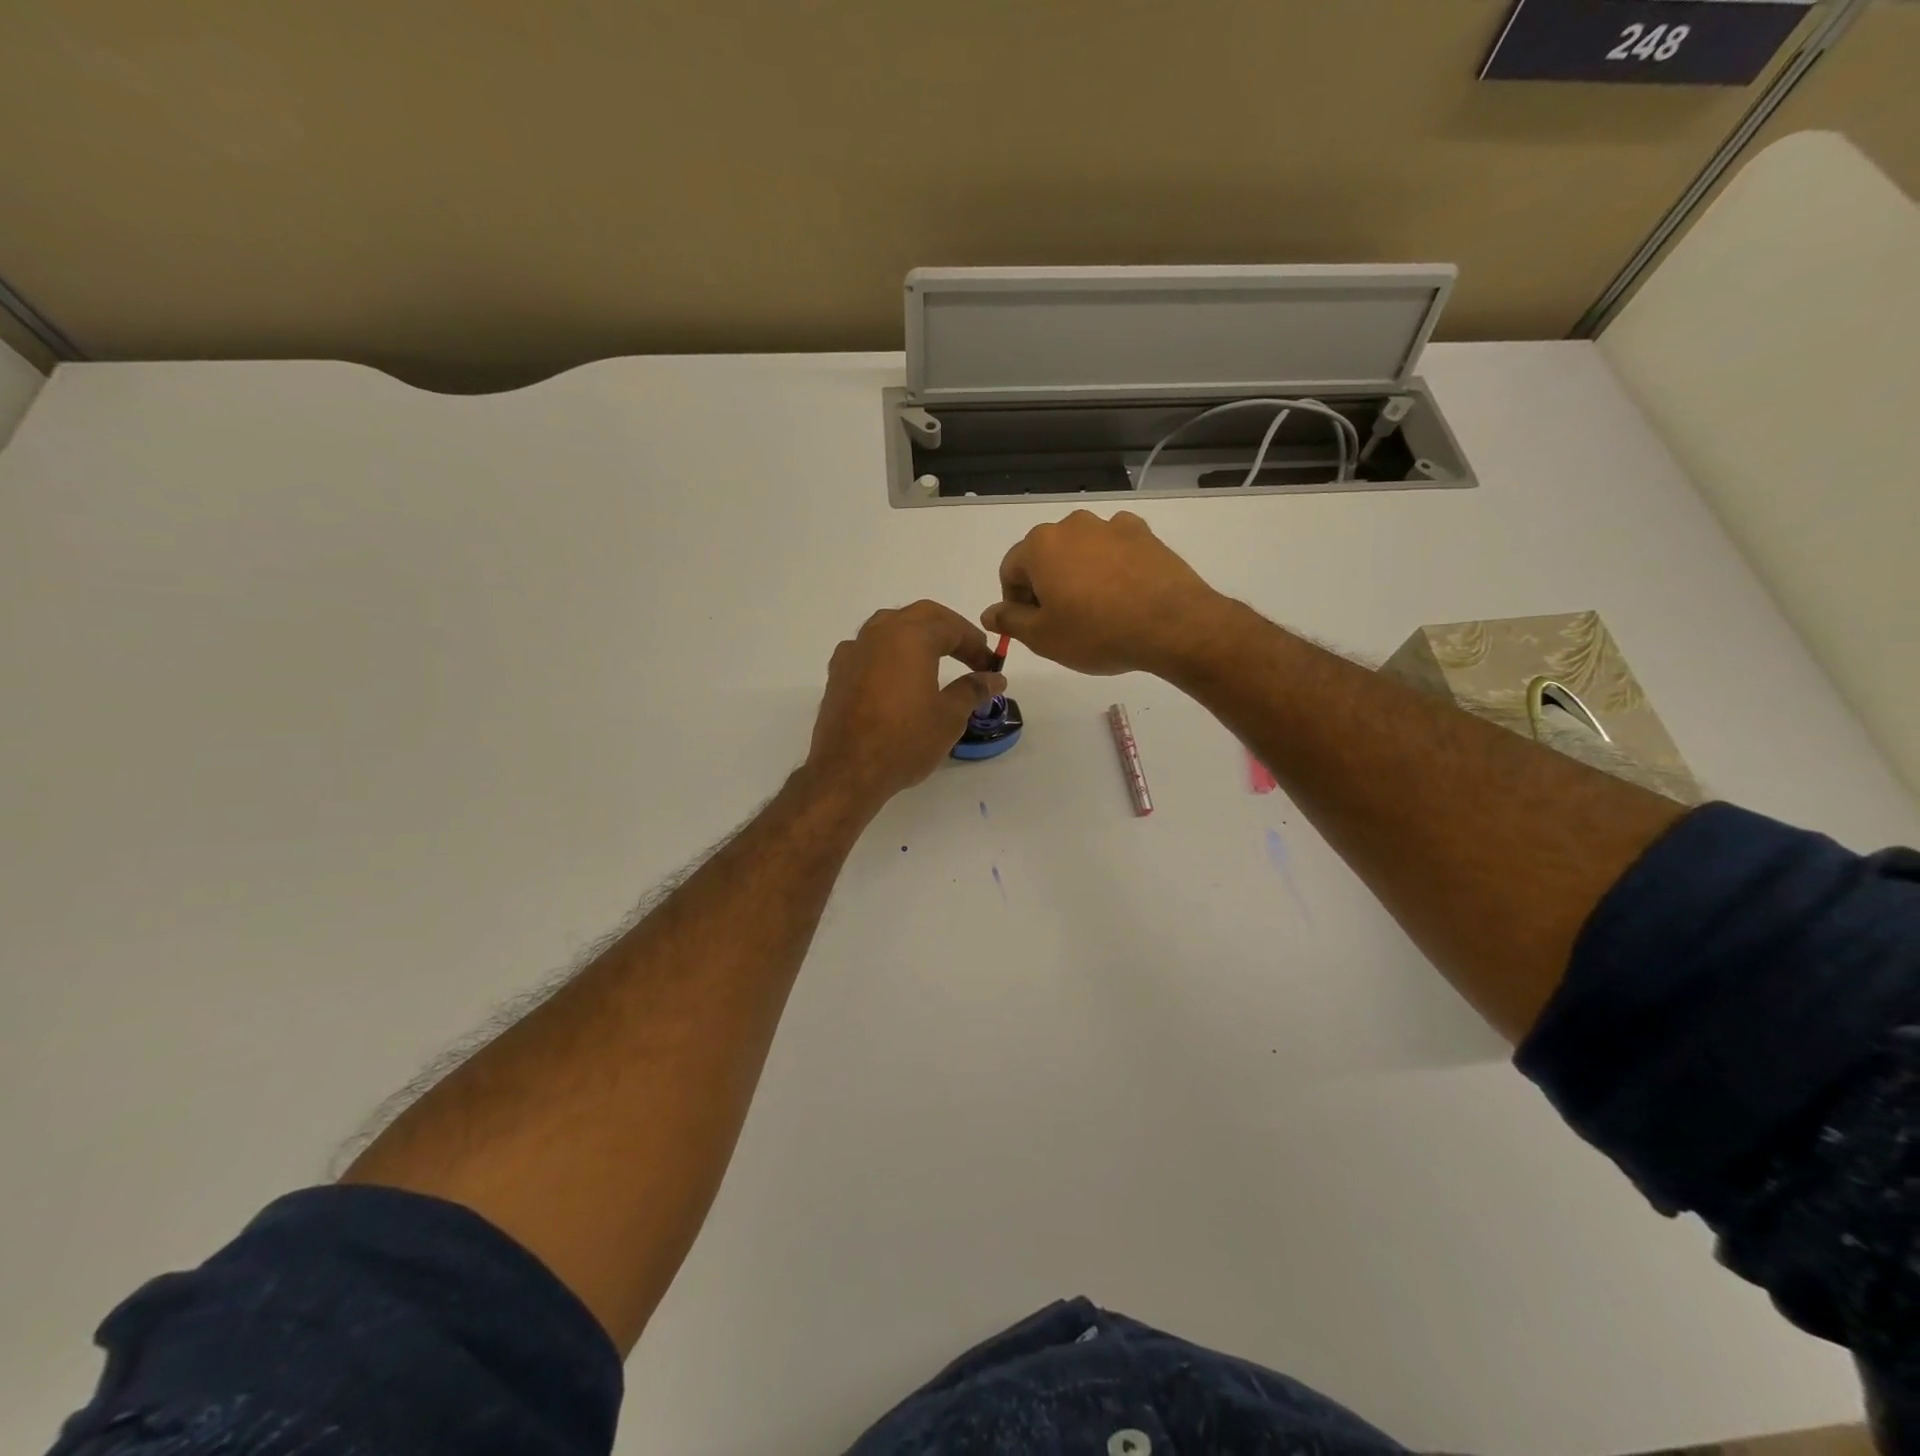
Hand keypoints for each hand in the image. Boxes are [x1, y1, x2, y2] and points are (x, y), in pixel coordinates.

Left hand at [806, 601, 1006, 809]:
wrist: (847, 771)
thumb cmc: (905, 740)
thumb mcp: (949, 716)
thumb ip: (973, 690)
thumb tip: (994, 678)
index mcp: (911, 636)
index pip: (952, 627)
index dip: (975, 644)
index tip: (989, 666)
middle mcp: (879, 633)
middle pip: (920, 616)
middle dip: (948, 630)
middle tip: (968, 654)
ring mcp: (854, 650)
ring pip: (890, 627)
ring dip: (916, 636)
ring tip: (934, 660)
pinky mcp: (838, 672)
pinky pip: (869, 649)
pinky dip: (889, 654)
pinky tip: (896, 677)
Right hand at [983, 510, 1225, 676]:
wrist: (1172, 625)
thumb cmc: (1097, 633)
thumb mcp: (1043, 637)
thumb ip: (1010, 621)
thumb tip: (989, 613)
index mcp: (1040, 545)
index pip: (1010, 571)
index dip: (1016, 602)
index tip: (1034, 627)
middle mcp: (1072, 525)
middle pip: (1045, 556)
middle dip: (1047, 585)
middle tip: (1065, 622)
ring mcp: (1111, 525)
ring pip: (1080, 551)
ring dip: (1079, 574)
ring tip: (1098, 610)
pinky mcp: (1144, 533)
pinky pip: (1114, 549)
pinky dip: (1111, 566)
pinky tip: (1124, 595)